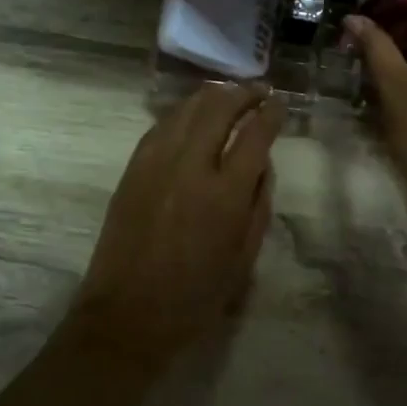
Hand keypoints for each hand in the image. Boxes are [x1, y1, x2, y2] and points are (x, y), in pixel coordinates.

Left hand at [74, 82, 285, 360]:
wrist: (127, 314)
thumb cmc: (195, 297)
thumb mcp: (244, 259)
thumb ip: (258, 206)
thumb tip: (262, 166)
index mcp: (225, 195)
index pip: (255, 135)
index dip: (271, 114)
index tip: (279, 105)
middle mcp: (190, 167)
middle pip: (219, 108)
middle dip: (243, 93)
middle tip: (257, 91)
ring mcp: (155, 164)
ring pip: (186, 110)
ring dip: (211, 96)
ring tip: (228, 93)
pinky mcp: (132, 169)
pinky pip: (160, 126)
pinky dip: (182, 113)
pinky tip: (192, 114)